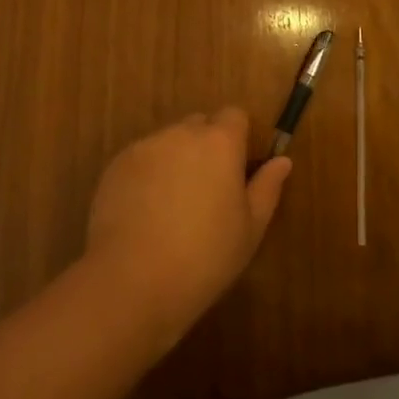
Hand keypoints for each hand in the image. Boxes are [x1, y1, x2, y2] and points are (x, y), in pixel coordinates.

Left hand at [83, 108, 292, 341]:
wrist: (131, 282)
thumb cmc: (204, 257)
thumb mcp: (250, 229)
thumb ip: (267, 187)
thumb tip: (282, 161)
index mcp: (220, 142)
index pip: (235, 115)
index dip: (238, 138)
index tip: (237, 170)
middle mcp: (182, 133)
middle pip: (200, 125)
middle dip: (206, 147)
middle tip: (208, 190)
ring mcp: (145, 147)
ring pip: (169, 142)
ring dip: (176, 160)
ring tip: (172, 206)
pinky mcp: (116, 166)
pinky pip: (141, 159)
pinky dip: (147, 175)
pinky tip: (145, 213)